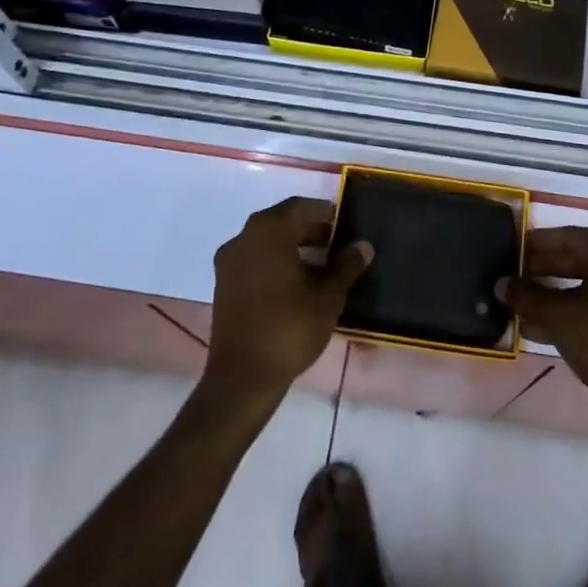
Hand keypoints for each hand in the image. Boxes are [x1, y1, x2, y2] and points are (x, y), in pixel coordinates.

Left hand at [202, 197, 371, 405]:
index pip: (301, 207)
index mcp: (268, 230)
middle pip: (282, 222)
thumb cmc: (289, 328)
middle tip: (337, 244)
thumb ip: (346, 266)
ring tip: (321, 266)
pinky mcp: (223, 286)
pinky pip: (254, 261)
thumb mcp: (328, 296)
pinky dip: (275, 263)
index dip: (325, 213)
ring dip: (293, 248)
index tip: (345, 224)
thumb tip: (364, 246)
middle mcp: (244, 238)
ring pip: (267, 242)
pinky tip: (297, 284)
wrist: (242, 379)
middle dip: (310, 230)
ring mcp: (229, 262)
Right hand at [498, 226, 587, 431]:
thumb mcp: (558, 316)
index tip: (513, 248)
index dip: (537, 243)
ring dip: (555, 295)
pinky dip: (573, 312)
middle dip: (544, 270)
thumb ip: (527, 296)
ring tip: (522, 305)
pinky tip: (541, 328)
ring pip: (587, 286)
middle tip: (514, 277)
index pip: (568, 236)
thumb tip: (501, 284)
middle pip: (579, 260)